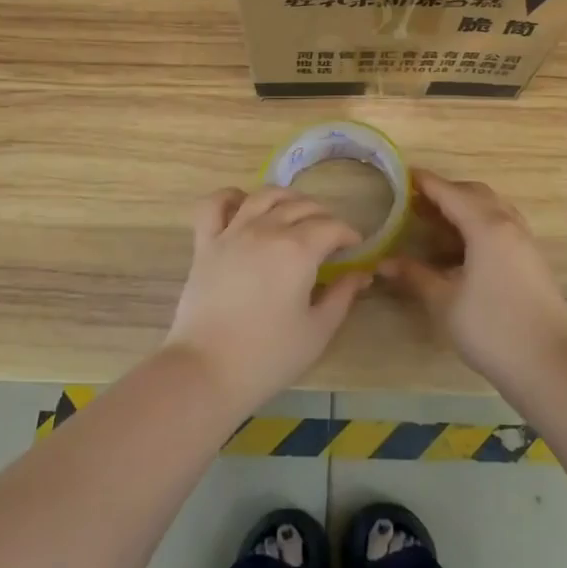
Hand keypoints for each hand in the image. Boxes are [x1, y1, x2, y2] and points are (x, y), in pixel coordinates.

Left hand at [165, 187, 370, 410]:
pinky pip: (214, 205)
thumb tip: (361, 274)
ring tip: (295, 210)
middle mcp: (267, 230)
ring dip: (286, 197)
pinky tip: (241, 203)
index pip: (332, 227)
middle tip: (330, 235)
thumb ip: (342, 296)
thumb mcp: (318, 331)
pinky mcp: (205, 244)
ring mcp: (232, 233)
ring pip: (264, 196)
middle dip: (323, 216)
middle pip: (301, 206)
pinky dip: (229, 197)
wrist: (206, 371)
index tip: (354, 247)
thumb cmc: (268, 356)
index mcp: (298, 250)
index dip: (348, 234)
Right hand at [379, 171, 566, 384]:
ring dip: (465, 208)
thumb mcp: (444, 302)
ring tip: (437, 224)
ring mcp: (525, 241)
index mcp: (486, 227)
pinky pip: (503, 225)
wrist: (548, 364)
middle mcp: (509, 225)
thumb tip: (384, 263)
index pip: (451, 193)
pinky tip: (463, 248)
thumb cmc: (491, 329)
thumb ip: (415, 276)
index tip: (404, 175)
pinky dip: (480, 224)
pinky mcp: (532, 259)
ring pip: (493, 208)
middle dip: (446, 193)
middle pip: (475, 194)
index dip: (426, 183)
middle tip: (417, 203)